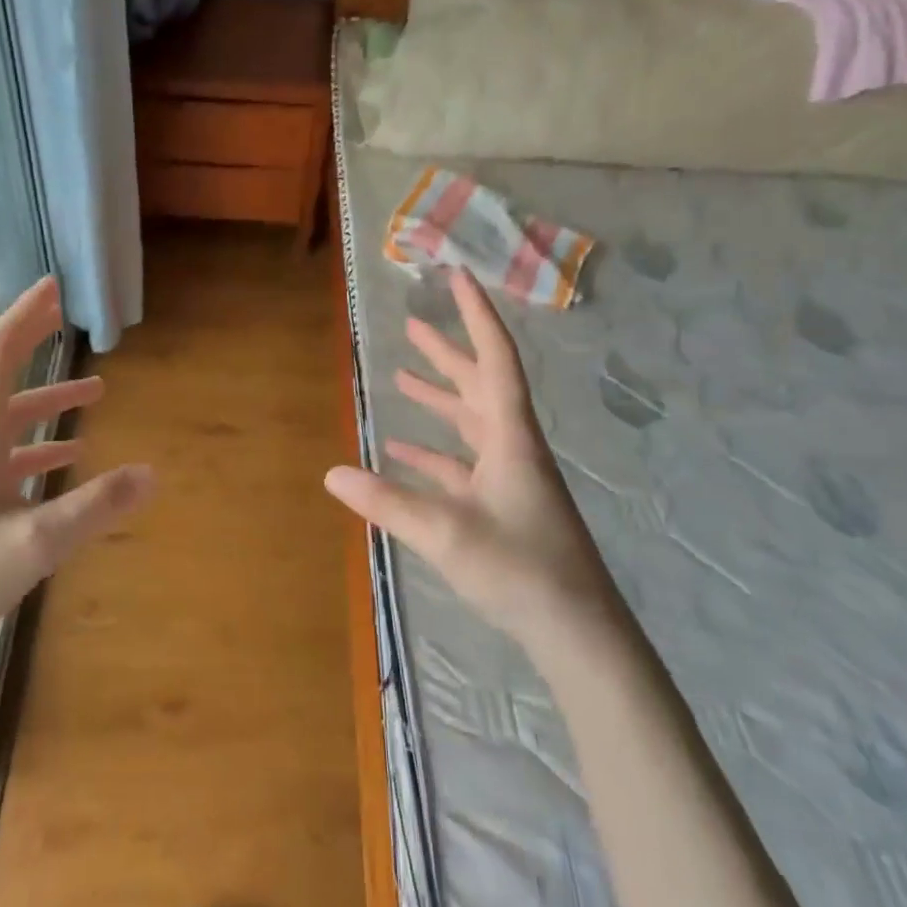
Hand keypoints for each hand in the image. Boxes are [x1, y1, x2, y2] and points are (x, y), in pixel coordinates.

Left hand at [0, 276, 151, 703]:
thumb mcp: (34, 545)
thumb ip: (95, 507)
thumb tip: (153, 473)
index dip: (23, 317)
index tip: (54, 287)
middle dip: (34, 343)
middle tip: (69, 318)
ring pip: (9, 423)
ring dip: (48, 402)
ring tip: (96, 394)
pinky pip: (9, 461)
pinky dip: (42, 449)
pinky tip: (70, 461)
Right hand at [323, 268, 622, 651]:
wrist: (576, 629)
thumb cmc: (520, 568)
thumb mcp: (445, 532)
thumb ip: (387, 502)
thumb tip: (331, 475)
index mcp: (510, 438)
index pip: (495, 359)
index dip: (476, 315)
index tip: (457, 277)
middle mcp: (513, 447)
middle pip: (480, 384)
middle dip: (447, 352)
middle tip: (412, 325)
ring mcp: (510, 477)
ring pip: (472, 422)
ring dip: (440, 398)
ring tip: (403, 376)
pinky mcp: (504, 505)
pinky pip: (464, 463)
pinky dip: (435, 451)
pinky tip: (405, 451)